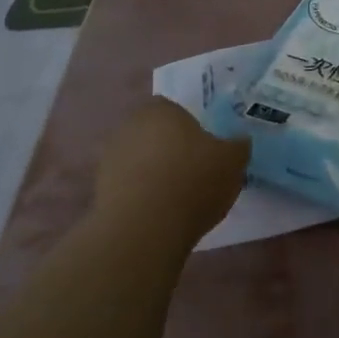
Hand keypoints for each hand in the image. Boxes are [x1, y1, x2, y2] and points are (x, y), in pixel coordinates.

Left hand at [93, 98, 250, 248]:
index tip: (206, 150)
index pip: (177, 110)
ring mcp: (110, 157)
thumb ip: (238, 146)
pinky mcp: (99, 188)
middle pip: (156, 133)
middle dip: (171, 148)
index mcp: (162, 109)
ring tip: (177, 199)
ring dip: (154, 172)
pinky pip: (129, 184)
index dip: (192, 129)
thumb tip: (239, 141)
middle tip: (194, 172)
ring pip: (140, 158)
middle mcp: (131, 125)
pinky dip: (142, 194)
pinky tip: (159, 213)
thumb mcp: (233, 161)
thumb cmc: (193, 182)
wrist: (144, 228)